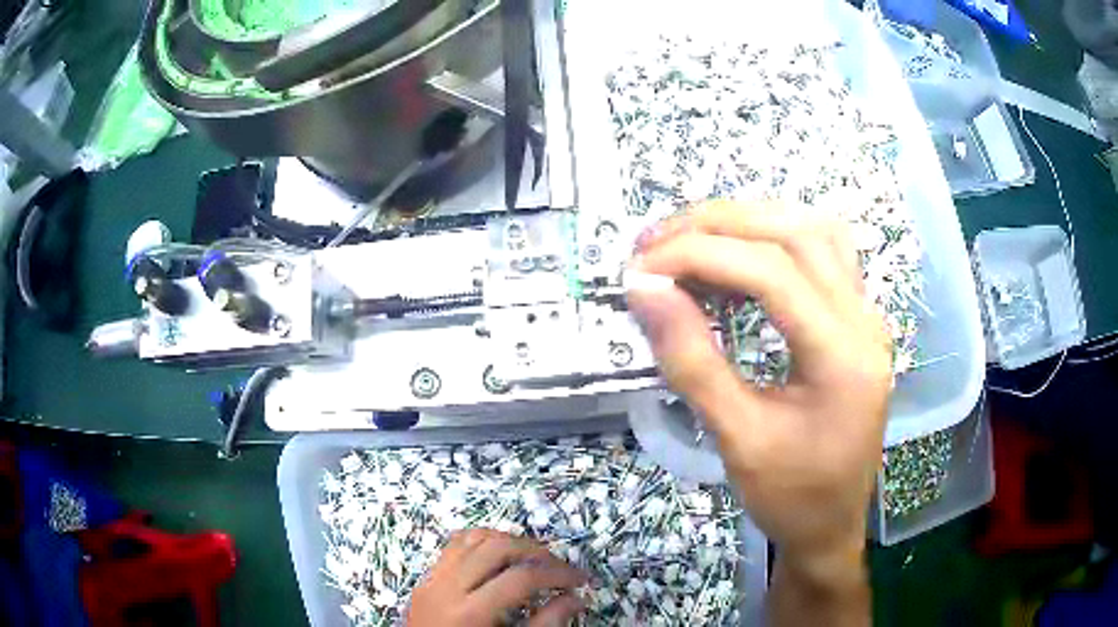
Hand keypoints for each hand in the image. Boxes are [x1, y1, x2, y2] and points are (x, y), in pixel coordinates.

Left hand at [406, 529, 586, 626]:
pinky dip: (481, 542)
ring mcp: (432, 579)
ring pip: (473, 538)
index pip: (520, 578)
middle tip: (558, 567)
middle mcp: (447, 587)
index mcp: (470, 613)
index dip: (557, 574)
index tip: (580, 580)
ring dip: (508, 541)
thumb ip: (544, 625)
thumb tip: (576, 598)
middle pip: (497, 547)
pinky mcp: (426, 578)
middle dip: (535, 551)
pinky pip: (454, 546)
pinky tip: (499, 556)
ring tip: (532, 558)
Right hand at [627, 201, 888, 621]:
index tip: (641, 270)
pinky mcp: (857, 321)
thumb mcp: (737, 439)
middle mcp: (865, 321)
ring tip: (691, 241)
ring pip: (813, 231)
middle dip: (719, 225)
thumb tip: (644, 290)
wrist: (833, 525)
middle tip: (656, 243)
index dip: (700, 256)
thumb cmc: (790, 497)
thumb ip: (691, 361)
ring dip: (749, 223)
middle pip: (795, 233)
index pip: (772, 271)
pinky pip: (822, 253)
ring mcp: (867, 317)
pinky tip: (739, 259)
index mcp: (844, 357)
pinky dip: (774, 241)